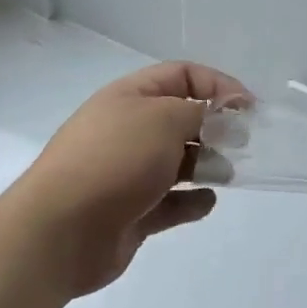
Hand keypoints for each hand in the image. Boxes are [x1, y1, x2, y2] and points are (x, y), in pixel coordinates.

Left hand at [17, 62, 250, 296]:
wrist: (58, 232)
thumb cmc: (115, 160)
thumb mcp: (165, 118)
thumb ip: (202, 111)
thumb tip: (223, 115)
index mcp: (131, 96)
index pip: (182, 75)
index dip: (218, 85)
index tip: (247, 107)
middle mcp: (129, 129)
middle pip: (182, 118)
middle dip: (215, 127)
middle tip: (242, 142)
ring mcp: (128, 172)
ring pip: (178, 160)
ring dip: (207, 163)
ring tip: (227, 173)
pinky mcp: (131, 212)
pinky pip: (170, 201)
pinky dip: (191, 200)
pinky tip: (206, 201)